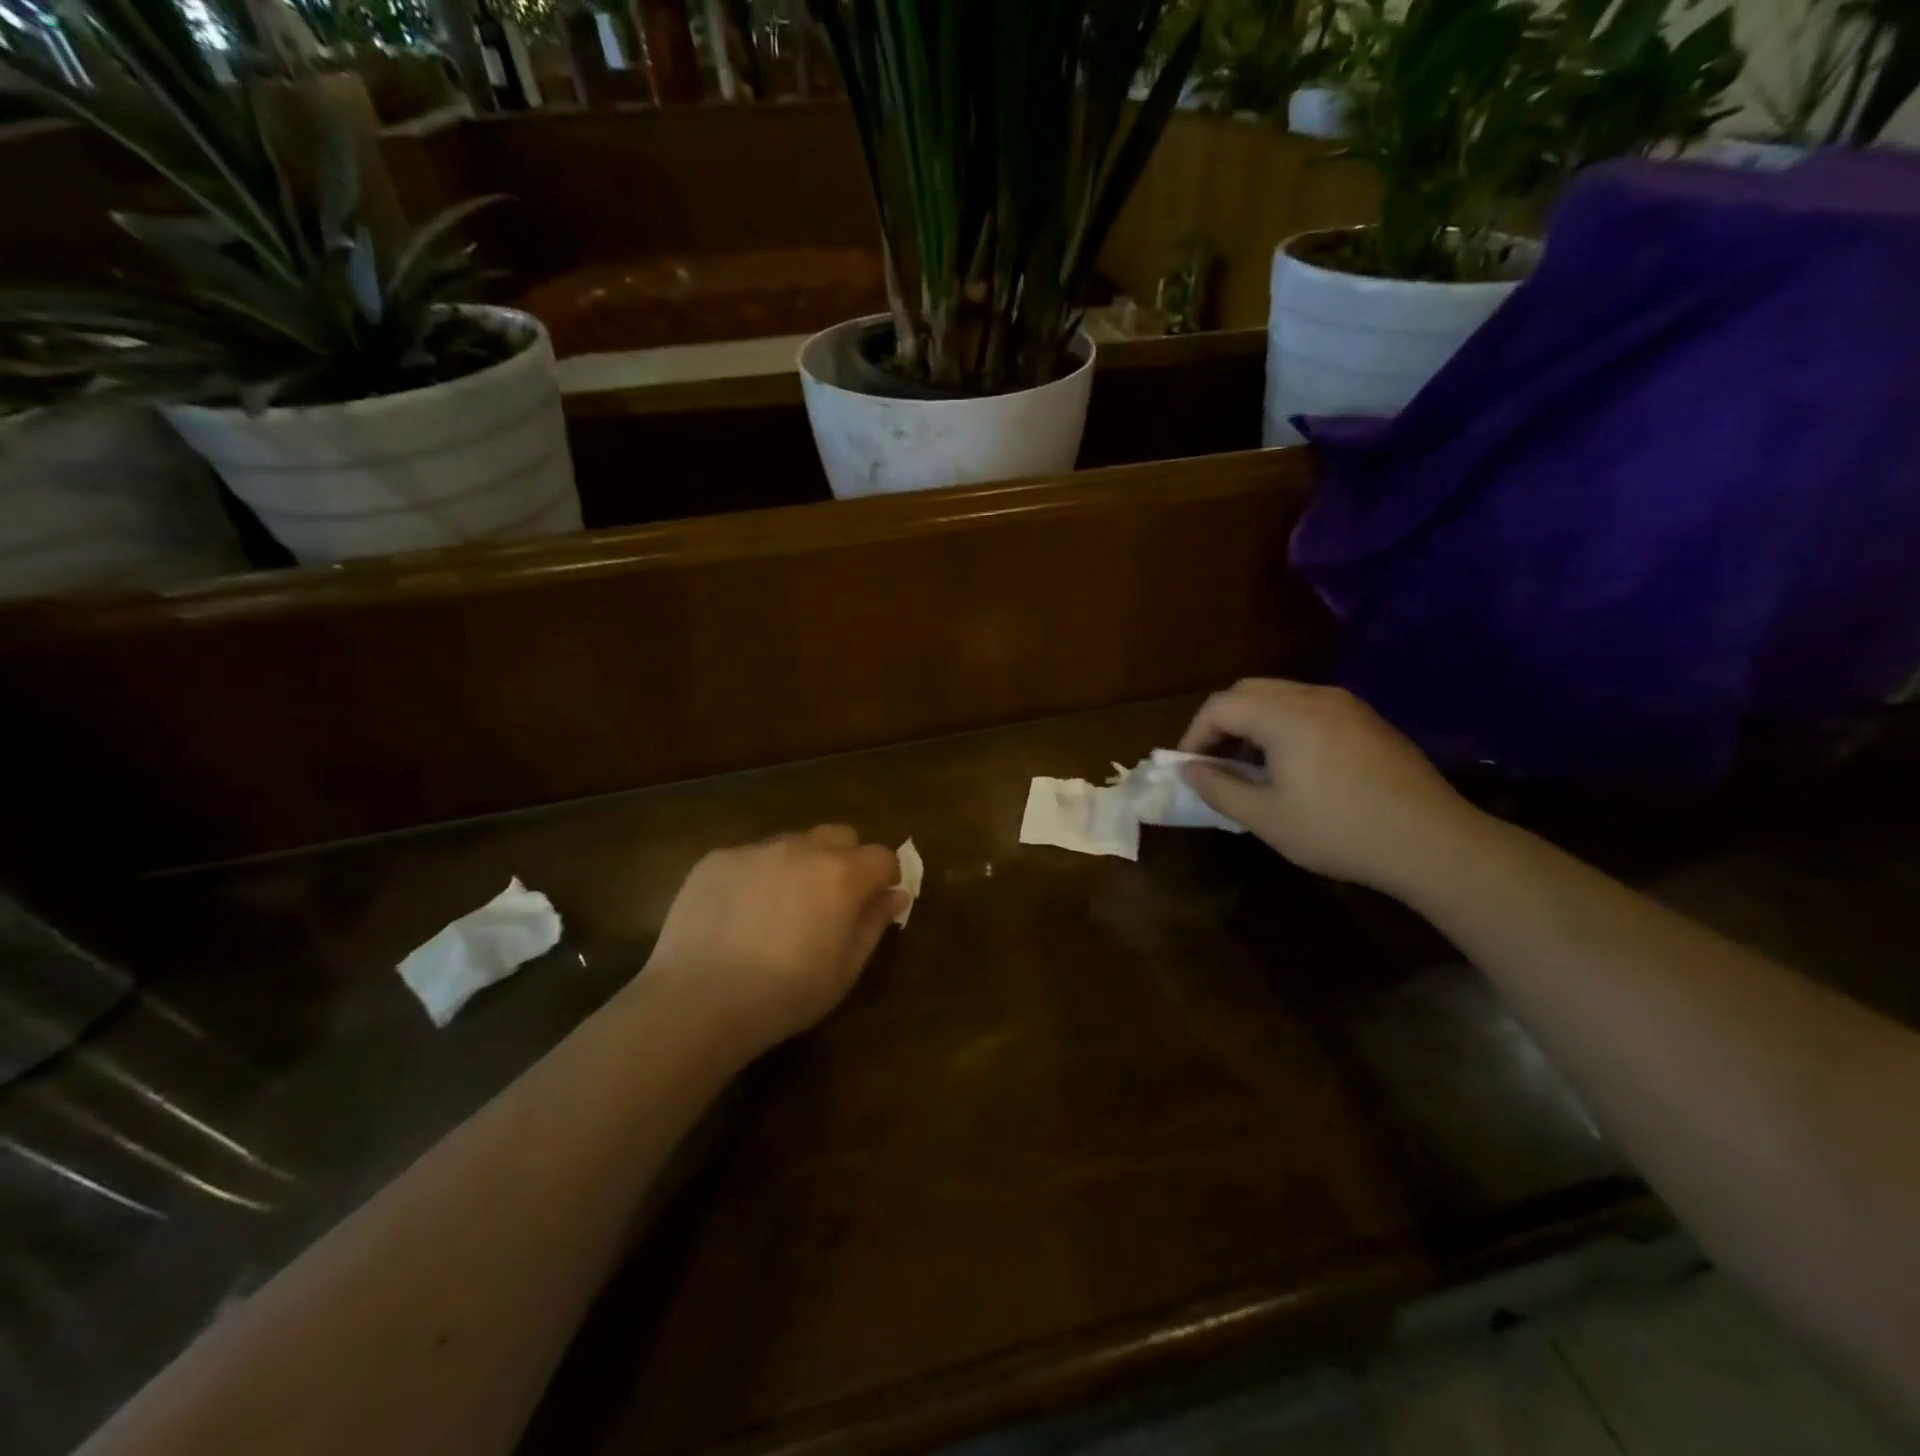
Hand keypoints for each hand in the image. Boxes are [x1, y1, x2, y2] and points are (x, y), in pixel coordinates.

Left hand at [641, 826, 904, 1055]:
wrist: (700, 1001)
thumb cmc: (786, 994)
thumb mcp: (845, 969)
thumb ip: (874, 924)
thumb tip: (895, 895)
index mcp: (842, 874)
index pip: (881, 856)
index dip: (884, 877)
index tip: (875, 901)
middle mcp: (803, 848)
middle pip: (839, 836)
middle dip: (845, 860)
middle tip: (830, 900)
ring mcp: (756, 849)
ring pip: (793, 843)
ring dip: (799, 864)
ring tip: (779, 908)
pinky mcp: (717, 858)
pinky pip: (750, 857)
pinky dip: (756, 876)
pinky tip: (738, 914)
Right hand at [1179, 679, 1485, 896]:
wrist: (1433, 843)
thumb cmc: (1339, 831)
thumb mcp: (1267, 818)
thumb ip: (1219, 788)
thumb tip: (1189, 770)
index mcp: (1285, 715)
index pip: (1221, 706)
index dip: (1195, 734)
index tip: (1188, 768)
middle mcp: (1315, 696)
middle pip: (1249, 691)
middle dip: (1222, 723)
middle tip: (1214, 762)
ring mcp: (1347, 705)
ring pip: (1281, 696)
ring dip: (1254, 723)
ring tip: (1251, 767)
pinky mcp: (1369, 721)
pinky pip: (1311, 708)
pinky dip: (1285, 726)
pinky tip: (1293, 766)